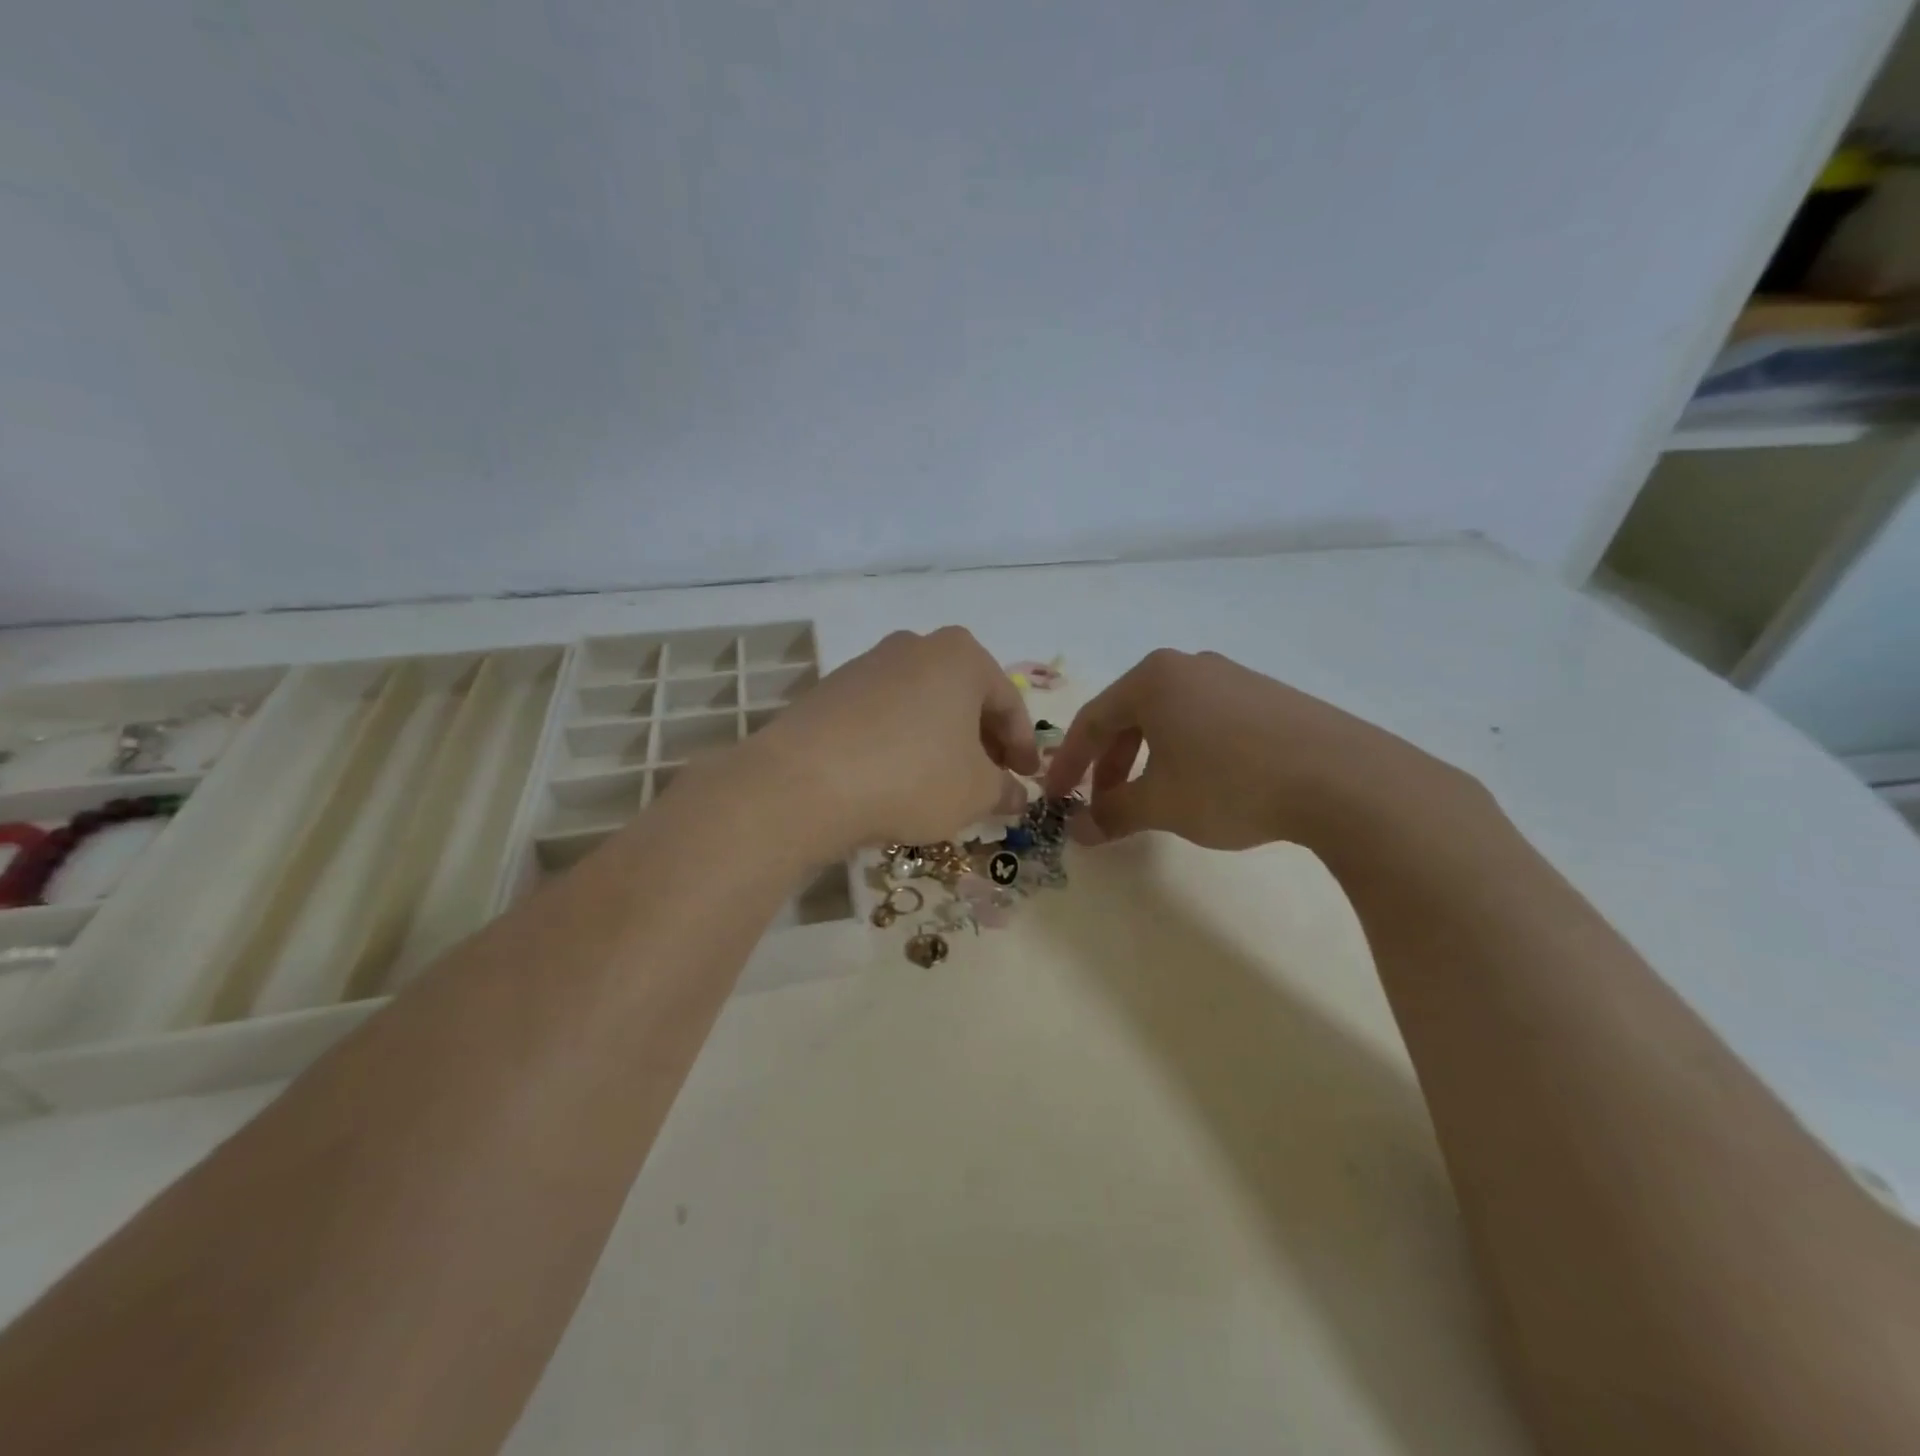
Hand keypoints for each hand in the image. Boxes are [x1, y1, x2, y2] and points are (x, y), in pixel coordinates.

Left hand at [747, 627, 1036, 853]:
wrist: (805, 782)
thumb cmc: (912, 776)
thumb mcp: (975, 793)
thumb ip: (1004, 790)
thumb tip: (1015, 795)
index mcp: (961, 655)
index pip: (1008, 703)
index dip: (1023, 746)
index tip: (1027, 778)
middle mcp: (914, 646)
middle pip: (963, 697)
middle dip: (981, 740)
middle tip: (990, 779)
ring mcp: (867, 664)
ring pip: (922, 704)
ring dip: (940, 740)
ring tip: (943, 782)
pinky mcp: (831, 690)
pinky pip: (883, 715)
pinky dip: (901, 741)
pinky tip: (897, 777)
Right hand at [1042, 649, 1473, 850]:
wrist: (1342, 778)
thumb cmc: (1230, 782)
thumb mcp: (1161, 804)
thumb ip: (1112, 814)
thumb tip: (1079, 830)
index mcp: (1152, 679)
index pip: (1092, 720)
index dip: (1069, 763)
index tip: (1055, 798)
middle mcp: (1189, 667)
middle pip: (1130, 716)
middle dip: (1109, 764)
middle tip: (1102, 803)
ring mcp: (1234, 678)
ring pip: (1170, 719)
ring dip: (1147, 760)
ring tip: (1151, 798)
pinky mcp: (1269, 698)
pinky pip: (1208, 721)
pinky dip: (1187, 753)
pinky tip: (1203, 785)